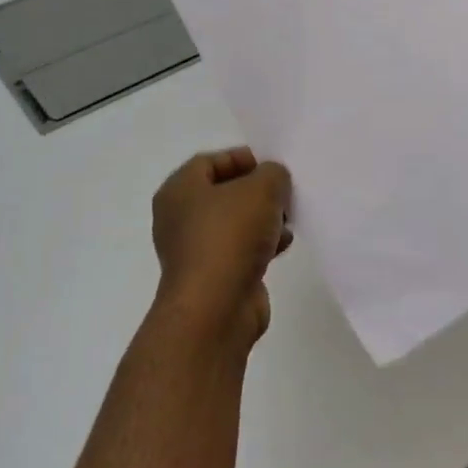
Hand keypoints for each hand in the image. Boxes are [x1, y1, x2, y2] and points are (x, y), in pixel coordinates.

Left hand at [150, 148, 292, 351]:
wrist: (216, 308)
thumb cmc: (230, 235)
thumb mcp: (261, 188)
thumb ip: (273, 173)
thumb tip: (273, 180)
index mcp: (179, 190)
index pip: (210, 161)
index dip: (242, 159)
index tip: (272, 167)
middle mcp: (180, 218)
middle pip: (224, 193)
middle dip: (258, 191)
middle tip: (284, 193)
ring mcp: (195, 250)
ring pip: (235, 223)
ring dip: (263, 219)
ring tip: (288, 220)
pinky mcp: (212, 276)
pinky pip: (239, 250)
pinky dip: (261, 245)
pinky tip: (282, 246)